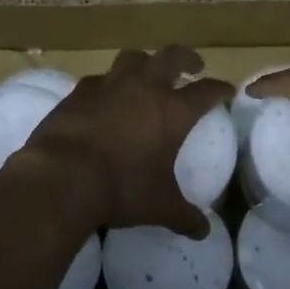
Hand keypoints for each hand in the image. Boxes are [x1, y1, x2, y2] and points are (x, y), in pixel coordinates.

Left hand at [15, 46, 234, 237]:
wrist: (63, 176)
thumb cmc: (122, 188)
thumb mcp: (159, 207)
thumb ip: (183, 216)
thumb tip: (203, 232)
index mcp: (173, 111)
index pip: (206, 92)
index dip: (219, 89)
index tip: (226, 90)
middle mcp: (144, 89)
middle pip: (171, 56)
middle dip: (186, 58)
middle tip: (193, 66)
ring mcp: (109, 85)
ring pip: (132, 57)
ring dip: (145, 62)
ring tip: (147, 73)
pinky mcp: (79, 92)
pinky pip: (98, 79)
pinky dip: (107, 84)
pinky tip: (104, 97)